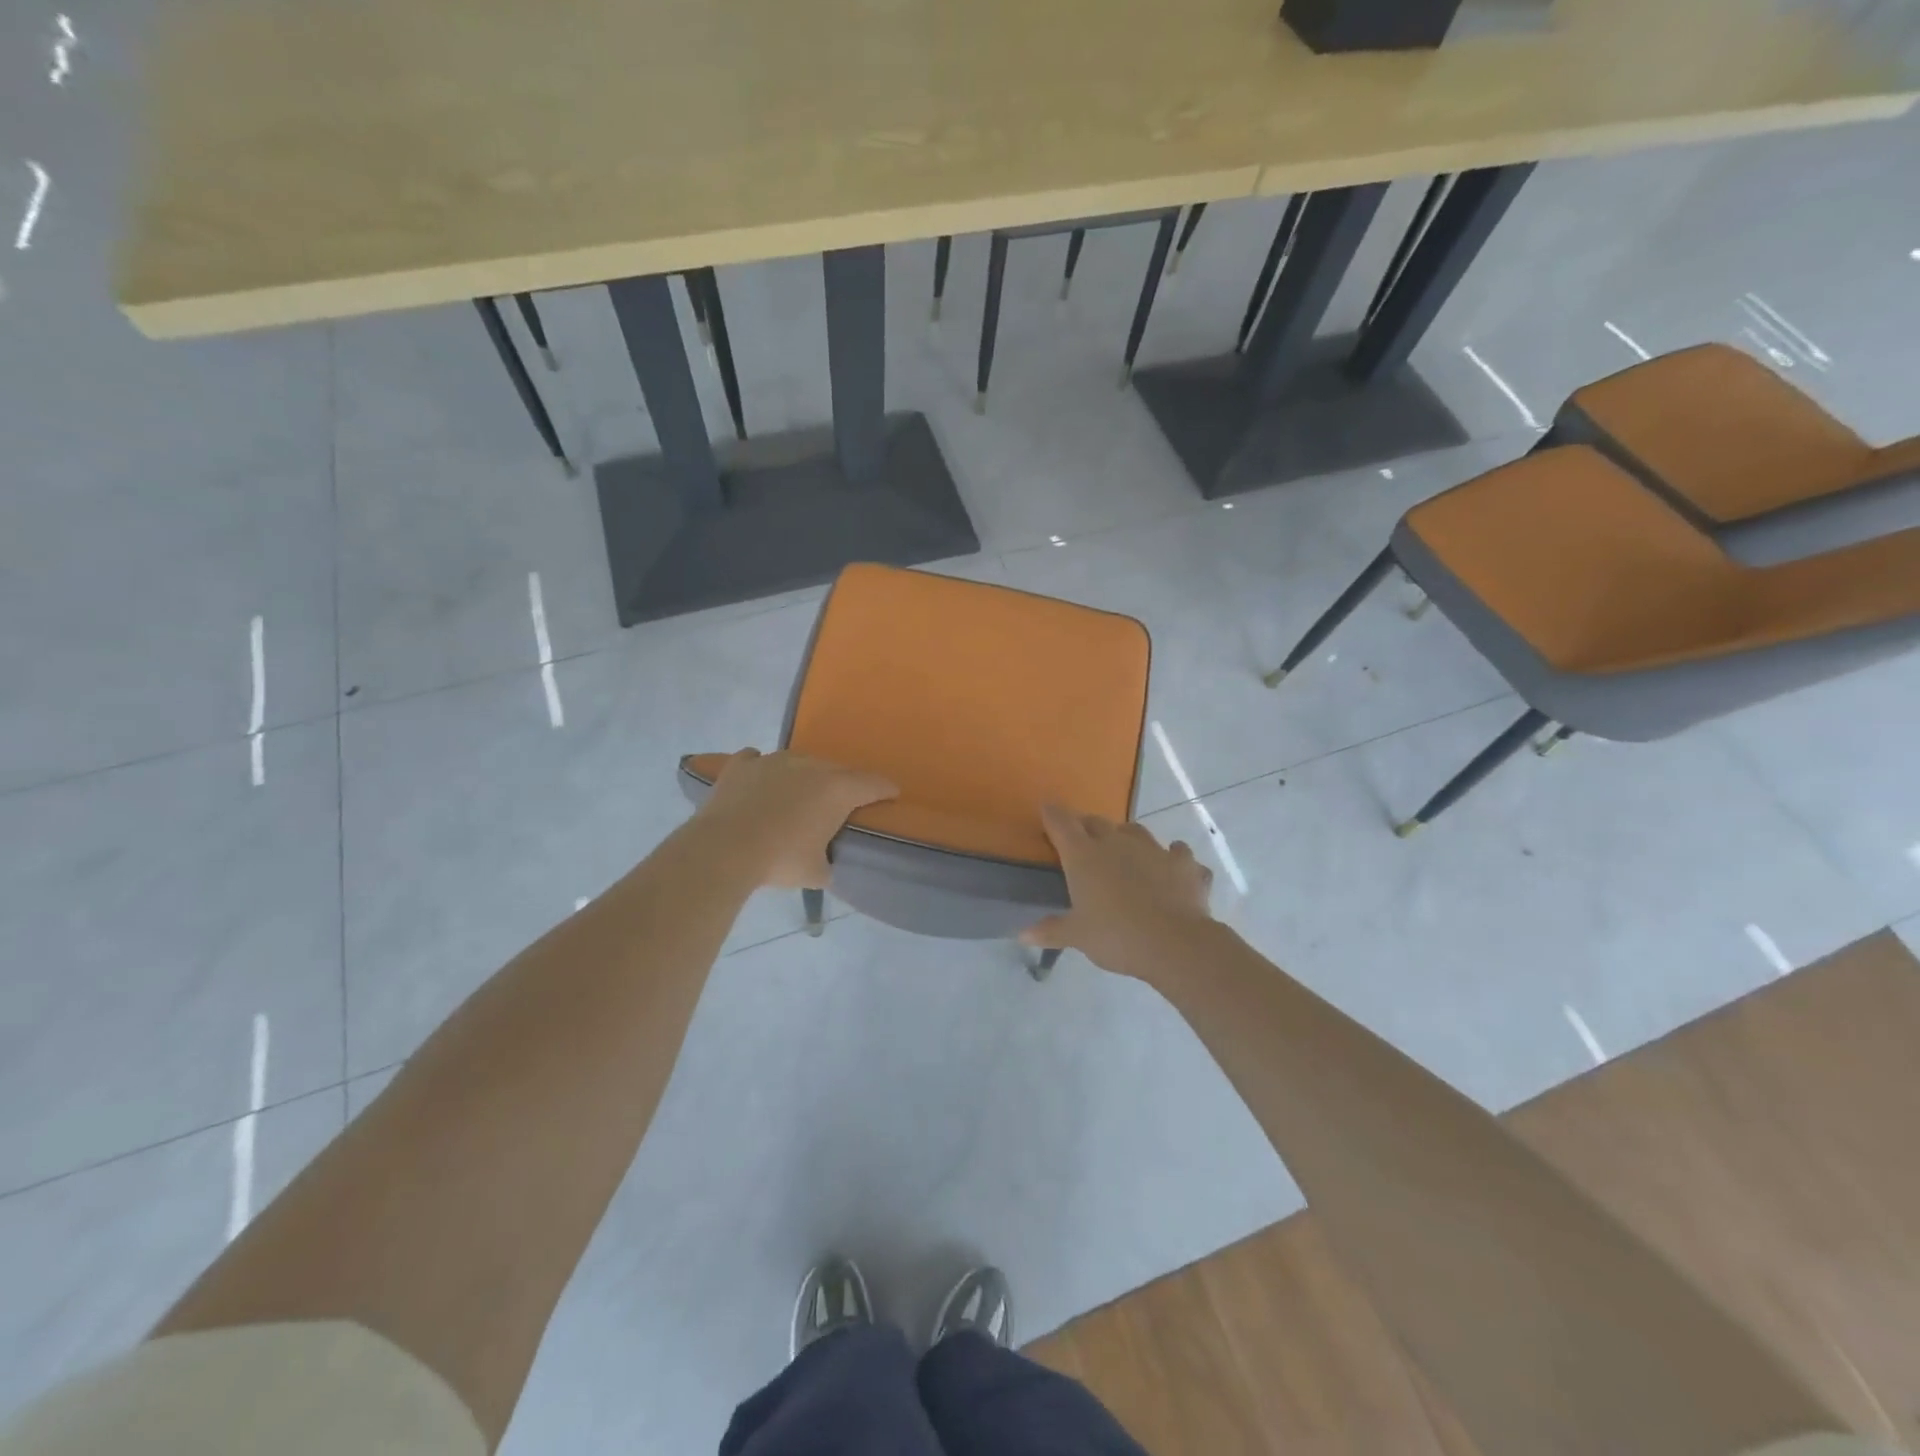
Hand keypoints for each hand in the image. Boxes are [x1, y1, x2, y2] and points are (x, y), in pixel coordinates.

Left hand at [692, 749, 896, 888]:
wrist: (724, 849)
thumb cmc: (780, 860)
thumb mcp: (816, 873)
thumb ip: (828, 863)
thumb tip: (825, 865)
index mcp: (837, 789)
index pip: (873, 783)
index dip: (885, 789)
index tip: (891, 794)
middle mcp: (810, 766)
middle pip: (838, 770)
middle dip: (844, 784)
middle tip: (842, 803)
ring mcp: (774, 760)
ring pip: (799, 761)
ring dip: (805, 776)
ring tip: (799, 794)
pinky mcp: (742, 764)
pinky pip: (757, 759)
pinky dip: (762, 769)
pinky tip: (760, 779)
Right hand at [1021, 804, 1215, 980]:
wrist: (1174, 944)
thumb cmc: (1115, 936)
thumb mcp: (1077, 936)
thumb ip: (1051, 930)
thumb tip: (1022, 934)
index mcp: (1084, 855)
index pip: (1061, 823)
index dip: (1052, 815)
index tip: (1046, 810)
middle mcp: (1117, 842)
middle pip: (1097, 822)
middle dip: (1088, 828)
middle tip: (1083, 842)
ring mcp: (1154, 849)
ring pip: (1137, 831)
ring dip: (1128, 838)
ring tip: (1126, 852)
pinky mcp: (1185, 863)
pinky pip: (1178, 853)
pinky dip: (1174, 858)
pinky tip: (1173, 869)